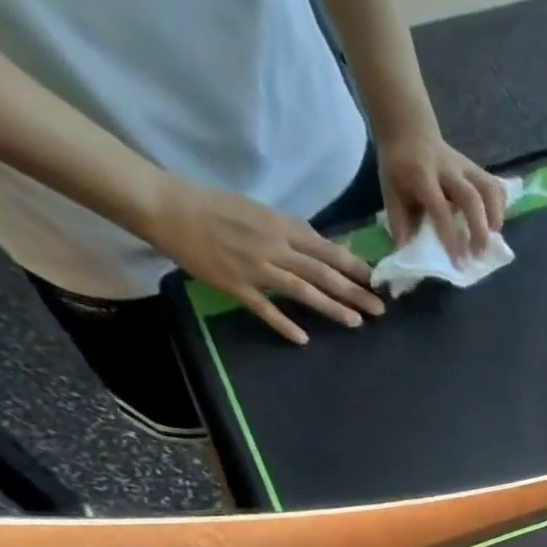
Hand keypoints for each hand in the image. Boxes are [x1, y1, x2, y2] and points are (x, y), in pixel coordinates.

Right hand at [146, 177, 381, 343]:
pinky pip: (264, 309)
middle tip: (380, 309)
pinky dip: (284, 324)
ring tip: (356, 323)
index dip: (354, 267)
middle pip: (322, 274)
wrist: (165, 206)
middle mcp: (273, 247)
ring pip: (302, 291)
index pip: (327, 250)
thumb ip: (291, 231)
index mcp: (279, 226)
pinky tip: (303, 339)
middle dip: (355, 292)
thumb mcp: (259, 211)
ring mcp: (255, 268)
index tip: (377, 281)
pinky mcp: (235, 286)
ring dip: (332, 308)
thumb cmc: (214, 206)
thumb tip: (324, 248)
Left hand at [379, 132, 505, 259]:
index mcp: (421, 175)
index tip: (458, 263)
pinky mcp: (475, 167)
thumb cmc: (398, 166)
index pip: (440, 208)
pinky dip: (500, 205)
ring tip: (494, 238)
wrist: (407, 129)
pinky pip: (494, 185)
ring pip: (488, 189)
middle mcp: (446, 169)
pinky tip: (495, 222)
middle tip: (479, 254)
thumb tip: (407, 250)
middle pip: (471, 198)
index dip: (450, 237)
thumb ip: (398, 219)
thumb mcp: (389, 189)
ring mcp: (464, 166)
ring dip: (496, 216)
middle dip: (479, 229)